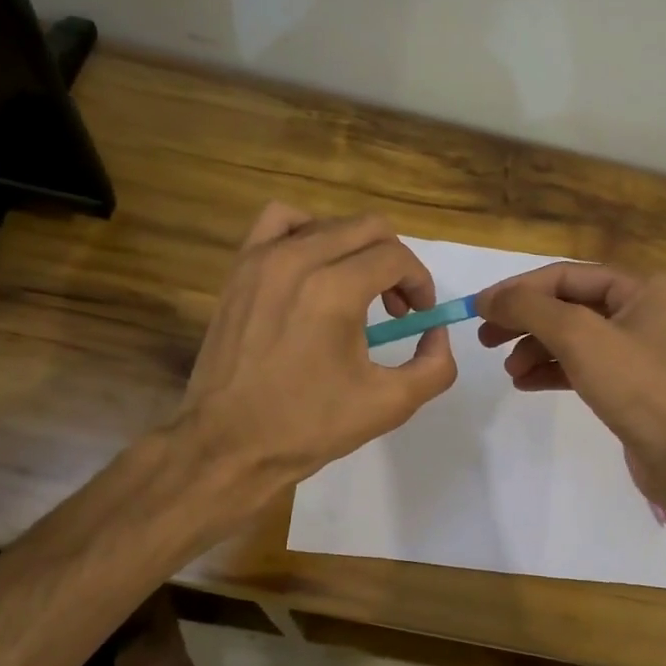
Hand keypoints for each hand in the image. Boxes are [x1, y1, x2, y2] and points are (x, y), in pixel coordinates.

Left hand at [177, 203, 456, 490]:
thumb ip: (435, 365)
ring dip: (356, 249)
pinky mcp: (240, 268)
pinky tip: (312, 267)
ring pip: (329, 223)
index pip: (396, 257)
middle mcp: (298, 260)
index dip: (420, 283)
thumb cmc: (309, 426)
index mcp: (335, 290)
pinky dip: (307, 232)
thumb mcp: (390, 404)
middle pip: (368, 229)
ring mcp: (263, 259)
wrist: (229, 443)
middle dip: (395, 264)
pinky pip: (280, 222)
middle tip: (396, 308)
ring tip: (356, 288)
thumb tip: (436, 332)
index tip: (419, 316)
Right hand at [475, 262, 665, 491]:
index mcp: (639, 287)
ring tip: (509, 371)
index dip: (519, 289)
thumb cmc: (637, 386)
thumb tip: (488, 298)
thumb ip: (529, 309)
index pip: (565, 276)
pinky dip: (550, 371)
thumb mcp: (579, 336)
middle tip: (485, 339)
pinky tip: (524, 383)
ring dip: (534, 349)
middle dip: (524, 321)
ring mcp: (634, 349)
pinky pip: (579, 366)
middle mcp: (639, 311)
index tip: (479, 308)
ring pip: (571, 338)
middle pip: (566, 305)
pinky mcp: (627, 383)